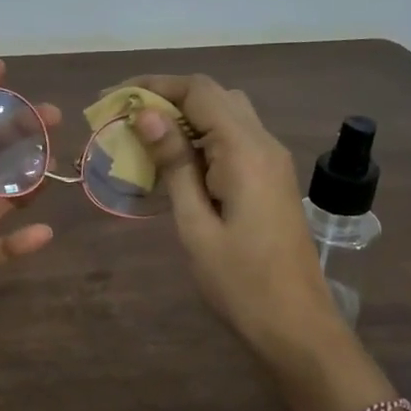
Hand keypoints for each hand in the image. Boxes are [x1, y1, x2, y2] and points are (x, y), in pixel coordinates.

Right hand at [123, 74, 344, 367]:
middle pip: (215, 95)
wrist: (296, 324)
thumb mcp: (195, 224)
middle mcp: (264, 144)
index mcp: (245, 151)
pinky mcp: (272, 178)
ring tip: (144, 138)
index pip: (199, 91)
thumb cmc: (239, 282)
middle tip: (126, 118)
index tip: (114, 98)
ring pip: (227, 114)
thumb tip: (148, 115)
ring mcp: (273, 161)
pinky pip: (236, 139)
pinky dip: (203, 137)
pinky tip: (176, 163)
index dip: (154, 85)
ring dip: (186, 116)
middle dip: (168, 97)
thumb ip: (174, 165)